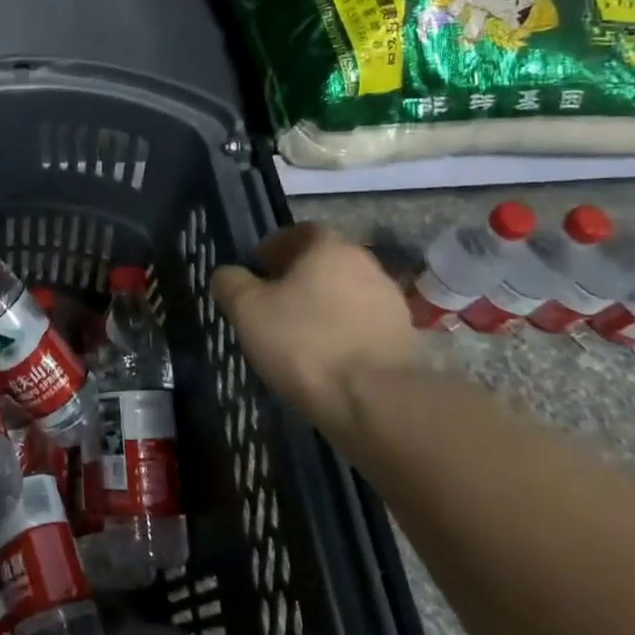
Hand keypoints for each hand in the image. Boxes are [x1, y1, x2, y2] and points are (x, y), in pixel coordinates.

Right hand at [210, 224, 418, 433]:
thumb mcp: (247, 310)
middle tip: (273, 303)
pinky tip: (326, 360)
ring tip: (299, 336)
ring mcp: (391, 304)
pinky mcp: (405, 341)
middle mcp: (367, 266)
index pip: (301, 232)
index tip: (257, 269)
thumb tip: (229, 274)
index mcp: (330, 248)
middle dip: (299, 278)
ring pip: (346, 295)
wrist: (376, 403)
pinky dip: (344, 334)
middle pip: (326, 263)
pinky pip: (363, 327)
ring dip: (324, 307)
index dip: (275, 246)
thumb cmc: (304, 343)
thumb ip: (232, 283)